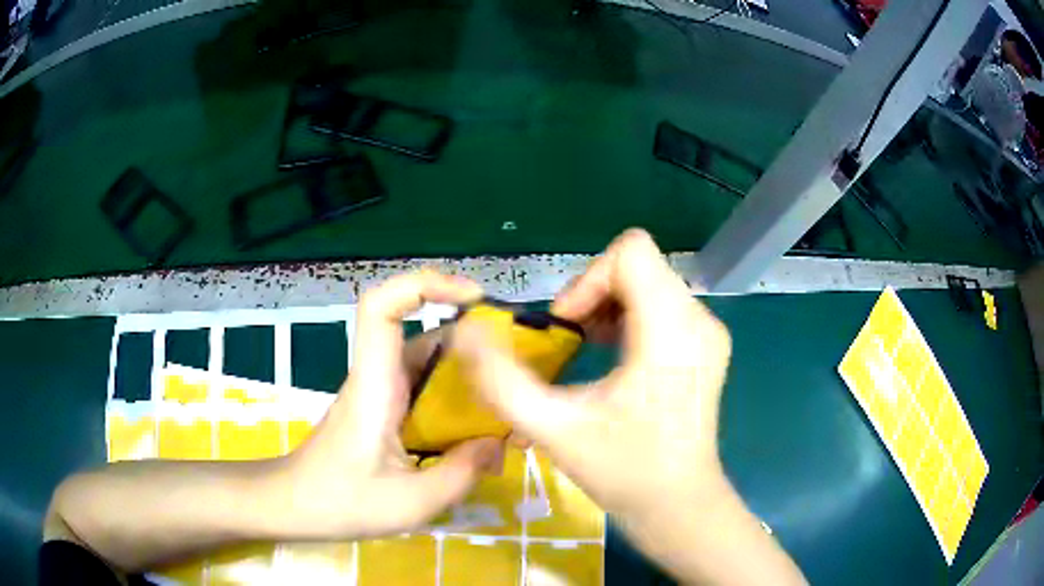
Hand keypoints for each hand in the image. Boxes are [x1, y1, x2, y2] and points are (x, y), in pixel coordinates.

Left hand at [278, 271, 504, 538]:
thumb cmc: (341, 502)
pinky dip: (452, 395)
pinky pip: (422, 387)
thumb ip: (461, 473)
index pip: (382, 307)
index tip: (472, 296)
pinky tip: (475, 425)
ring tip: (505, 396)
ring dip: (464, 370)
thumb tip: (499, 443)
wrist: (293, 505)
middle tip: (513, 361)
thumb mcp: (412, 502)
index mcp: (375, 386)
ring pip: (425, 360)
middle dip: (468, 336)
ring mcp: (377, 392)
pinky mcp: (381, 409)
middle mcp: (376, 377)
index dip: (423, 284)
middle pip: (419, 331)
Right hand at [453, 229, 729, 519]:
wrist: (679, 506)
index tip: (568, 325)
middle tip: (572, 342)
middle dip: (593, 294)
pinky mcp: (706, 345)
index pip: (631, 251)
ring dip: (608, 305)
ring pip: (649, 281)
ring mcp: (708, 331)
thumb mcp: (553, 428)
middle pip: (638, 265)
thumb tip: (464, 332)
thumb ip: (501, 380)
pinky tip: (614, 357)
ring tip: (588, 349)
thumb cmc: (624, 471)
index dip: (588, 278)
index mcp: (671, 330)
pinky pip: (662, 303)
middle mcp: (699, 320)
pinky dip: (629, 317)